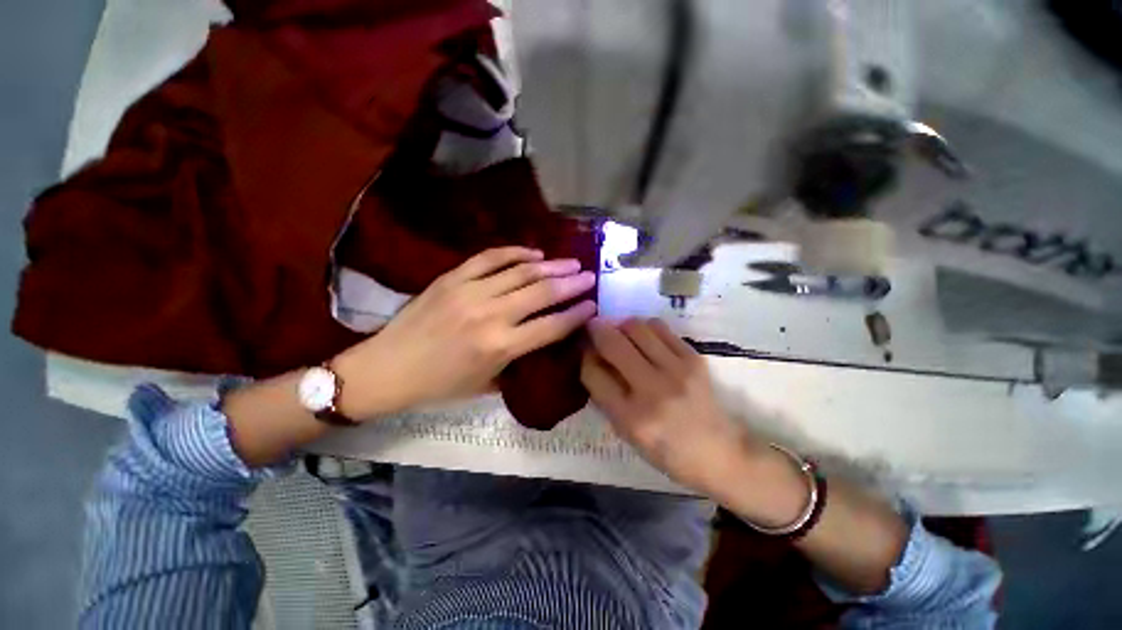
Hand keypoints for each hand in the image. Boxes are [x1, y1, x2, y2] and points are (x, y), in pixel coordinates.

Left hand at [334, 247, 596, 418]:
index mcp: (500, 347)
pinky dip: (515, 252)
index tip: (593, 305)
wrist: (387, 368)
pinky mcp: (452, 277)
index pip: (552, 326)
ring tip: (570, 262)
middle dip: (572, 283)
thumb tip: (541, 337)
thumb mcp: (486, 384)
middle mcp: (491, 315)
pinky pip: (491, 257)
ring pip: (521, 271)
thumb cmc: (439, 385)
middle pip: (543, 292)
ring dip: (551, 265)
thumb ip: (518, 359)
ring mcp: (470, 292)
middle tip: (589, 276)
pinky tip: (533, 253)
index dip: (577, 314)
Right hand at [581, 317, 759, 493]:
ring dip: (621, 326)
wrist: (720, 453)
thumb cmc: (667, 450)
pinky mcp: (694, 358)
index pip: (593, 373)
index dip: (584, 357)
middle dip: (596, 330)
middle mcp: (652, 391)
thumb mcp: (627, 433)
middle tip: (594, 328)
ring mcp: (677, 371)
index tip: (585, 350)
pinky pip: (660, 327)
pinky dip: (645, 328)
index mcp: (631, 418)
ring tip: (622, 335)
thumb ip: (606, 395)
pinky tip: (645, 338)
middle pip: (612, 343)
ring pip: (635, 327)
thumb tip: (592, 357)